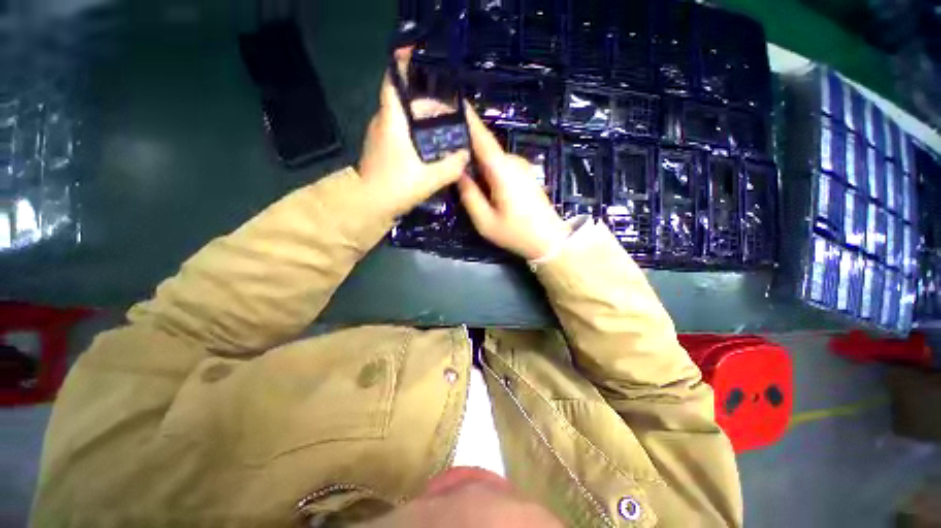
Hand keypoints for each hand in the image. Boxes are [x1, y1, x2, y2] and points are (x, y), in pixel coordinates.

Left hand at [357, 49, 469, 217]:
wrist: (368, 207)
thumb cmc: (396, 187)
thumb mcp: (429, 178)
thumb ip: (451, 166)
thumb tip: (465, 156)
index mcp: (392, 121)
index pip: (394, 83)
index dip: (403, 66)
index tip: (420, 60)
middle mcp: (384, 123)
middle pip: (408, 105)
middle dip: (431, 109)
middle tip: (453, 120)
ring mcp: (381, 137)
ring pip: (405, 121)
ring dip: (425, 125)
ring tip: (447, 136)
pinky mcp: (383, 151)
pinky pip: (402, 135)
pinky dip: (418, 137)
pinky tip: (432, 151)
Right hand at [458, 107, 571, 260]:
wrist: (550, 240)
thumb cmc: (517, 233)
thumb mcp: (485, 222)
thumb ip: (469, 196)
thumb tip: (458, 173)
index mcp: (502, 171)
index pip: (482, 138)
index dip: (467, 120)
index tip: (451, 104)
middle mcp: (512, 162)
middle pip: (484, 146)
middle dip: (464, 142)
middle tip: (440, 143)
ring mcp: (520, 167)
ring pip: (491, 157)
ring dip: (474, 156)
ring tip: (454, 161)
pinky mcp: (523, 174)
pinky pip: (499, 165)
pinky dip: (485, 166)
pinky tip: (475, 176)